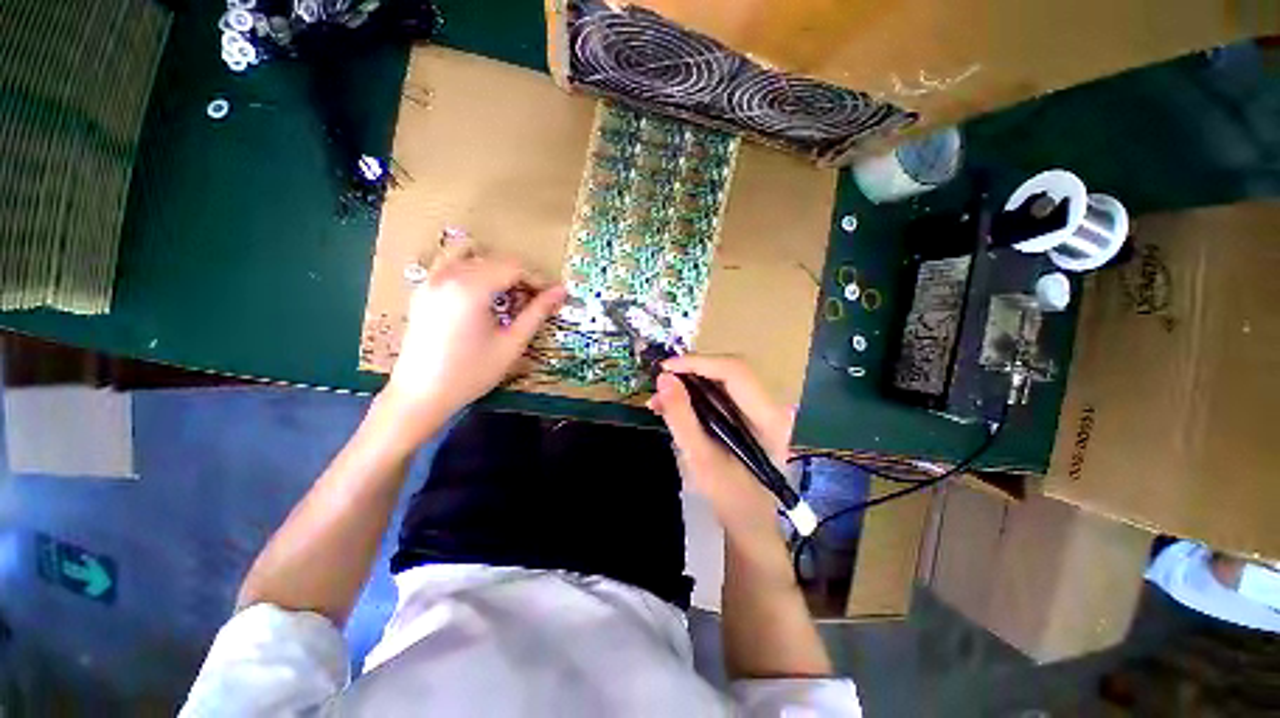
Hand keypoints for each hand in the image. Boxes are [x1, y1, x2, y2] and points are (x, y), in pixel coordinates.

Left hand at [386, 248, 565, 421]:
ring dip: (496, 270)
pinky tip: (482, 296)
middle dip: (519, 276)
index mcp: (471, 288)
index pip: (514, 267)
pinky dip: (473, 271)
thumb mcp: (511, 344)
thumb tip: (561, 291)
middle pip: (494, 260)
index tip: (552, 296)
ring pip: (472, 256)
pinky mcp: (422, 290)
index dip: (538, 279)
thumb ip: (537, 313)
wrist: (421, 395)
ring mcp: (431, 280)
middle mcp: (448, 275)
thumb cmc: (471, 372)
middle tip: (535, 301)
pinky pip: (451, 265)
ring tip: (508, 295)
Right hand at [647, 355, 794, 537]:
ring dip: (690, 384)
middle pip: (729, 370)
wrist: (749, 519)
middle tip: (660, 384)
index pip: (735, 371)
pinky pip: (722, 392)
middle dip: (691, 373)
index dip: (699, 363)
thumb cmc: (729, 496)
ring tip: (660, 400)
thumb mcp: (700, 457)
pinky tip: (674, 406)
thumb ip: (681, 416)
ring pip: (723, 378)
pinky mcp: (752, 412)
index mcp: (770, 418)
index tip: (665, 368)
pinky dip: (696, 394)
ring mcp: (764, 407)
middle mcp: (773, 405)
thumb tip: (664, 378)